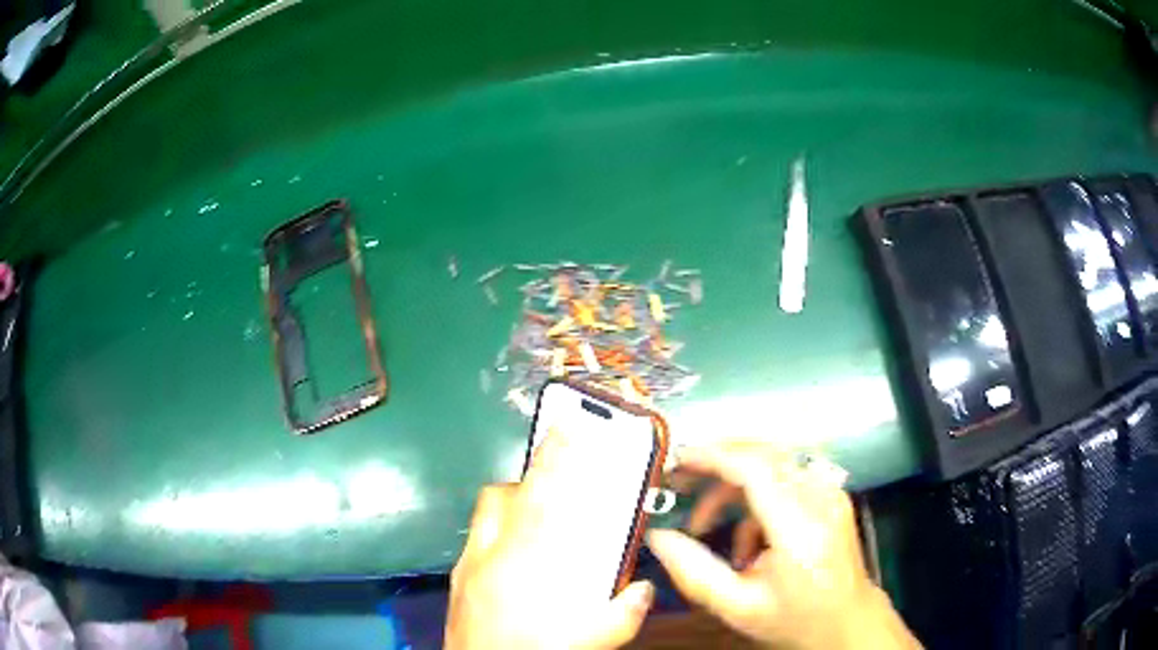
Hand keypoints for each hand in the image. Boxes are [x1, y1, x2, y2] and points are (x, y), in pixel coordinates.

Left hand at [445, 428, 654, 649]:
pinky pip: (472, 544)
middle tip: (553, 489)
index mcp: (527, 566)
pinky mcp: (454, 584)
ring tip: (534, 523)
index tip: (567, 427)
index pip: (543, 498)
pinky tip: (510, 564)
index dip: (555, 459)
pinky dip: (492, 538)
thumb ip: (623, 613)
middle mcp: (489, 557)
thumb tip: (642, 588)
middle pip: (500, 498)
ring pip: (482, 518)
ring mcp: (465, 570)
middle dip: (527, 483)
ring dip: (507, 508)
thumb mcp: (593, 640)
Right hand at [647, 443, 919, 649]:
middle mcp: (820, 499)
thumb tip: (657, 537)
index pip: (755, 468)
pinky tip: (746, 539)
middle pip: (764, 453)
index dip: (713, 456)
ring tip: (707, 525)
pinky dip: (756, 496)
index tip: (676, 461)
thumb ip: (694, 572)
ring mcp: (831, 493)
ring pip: (773, 461)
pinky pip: (786, 477)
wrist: (849, 622)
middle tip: (682, 483)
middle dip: (717, 461)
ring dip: (733, 484)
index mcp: (800, 528)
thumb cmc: (795, 620)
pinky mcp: (832, 495)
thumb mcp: (738, 607)